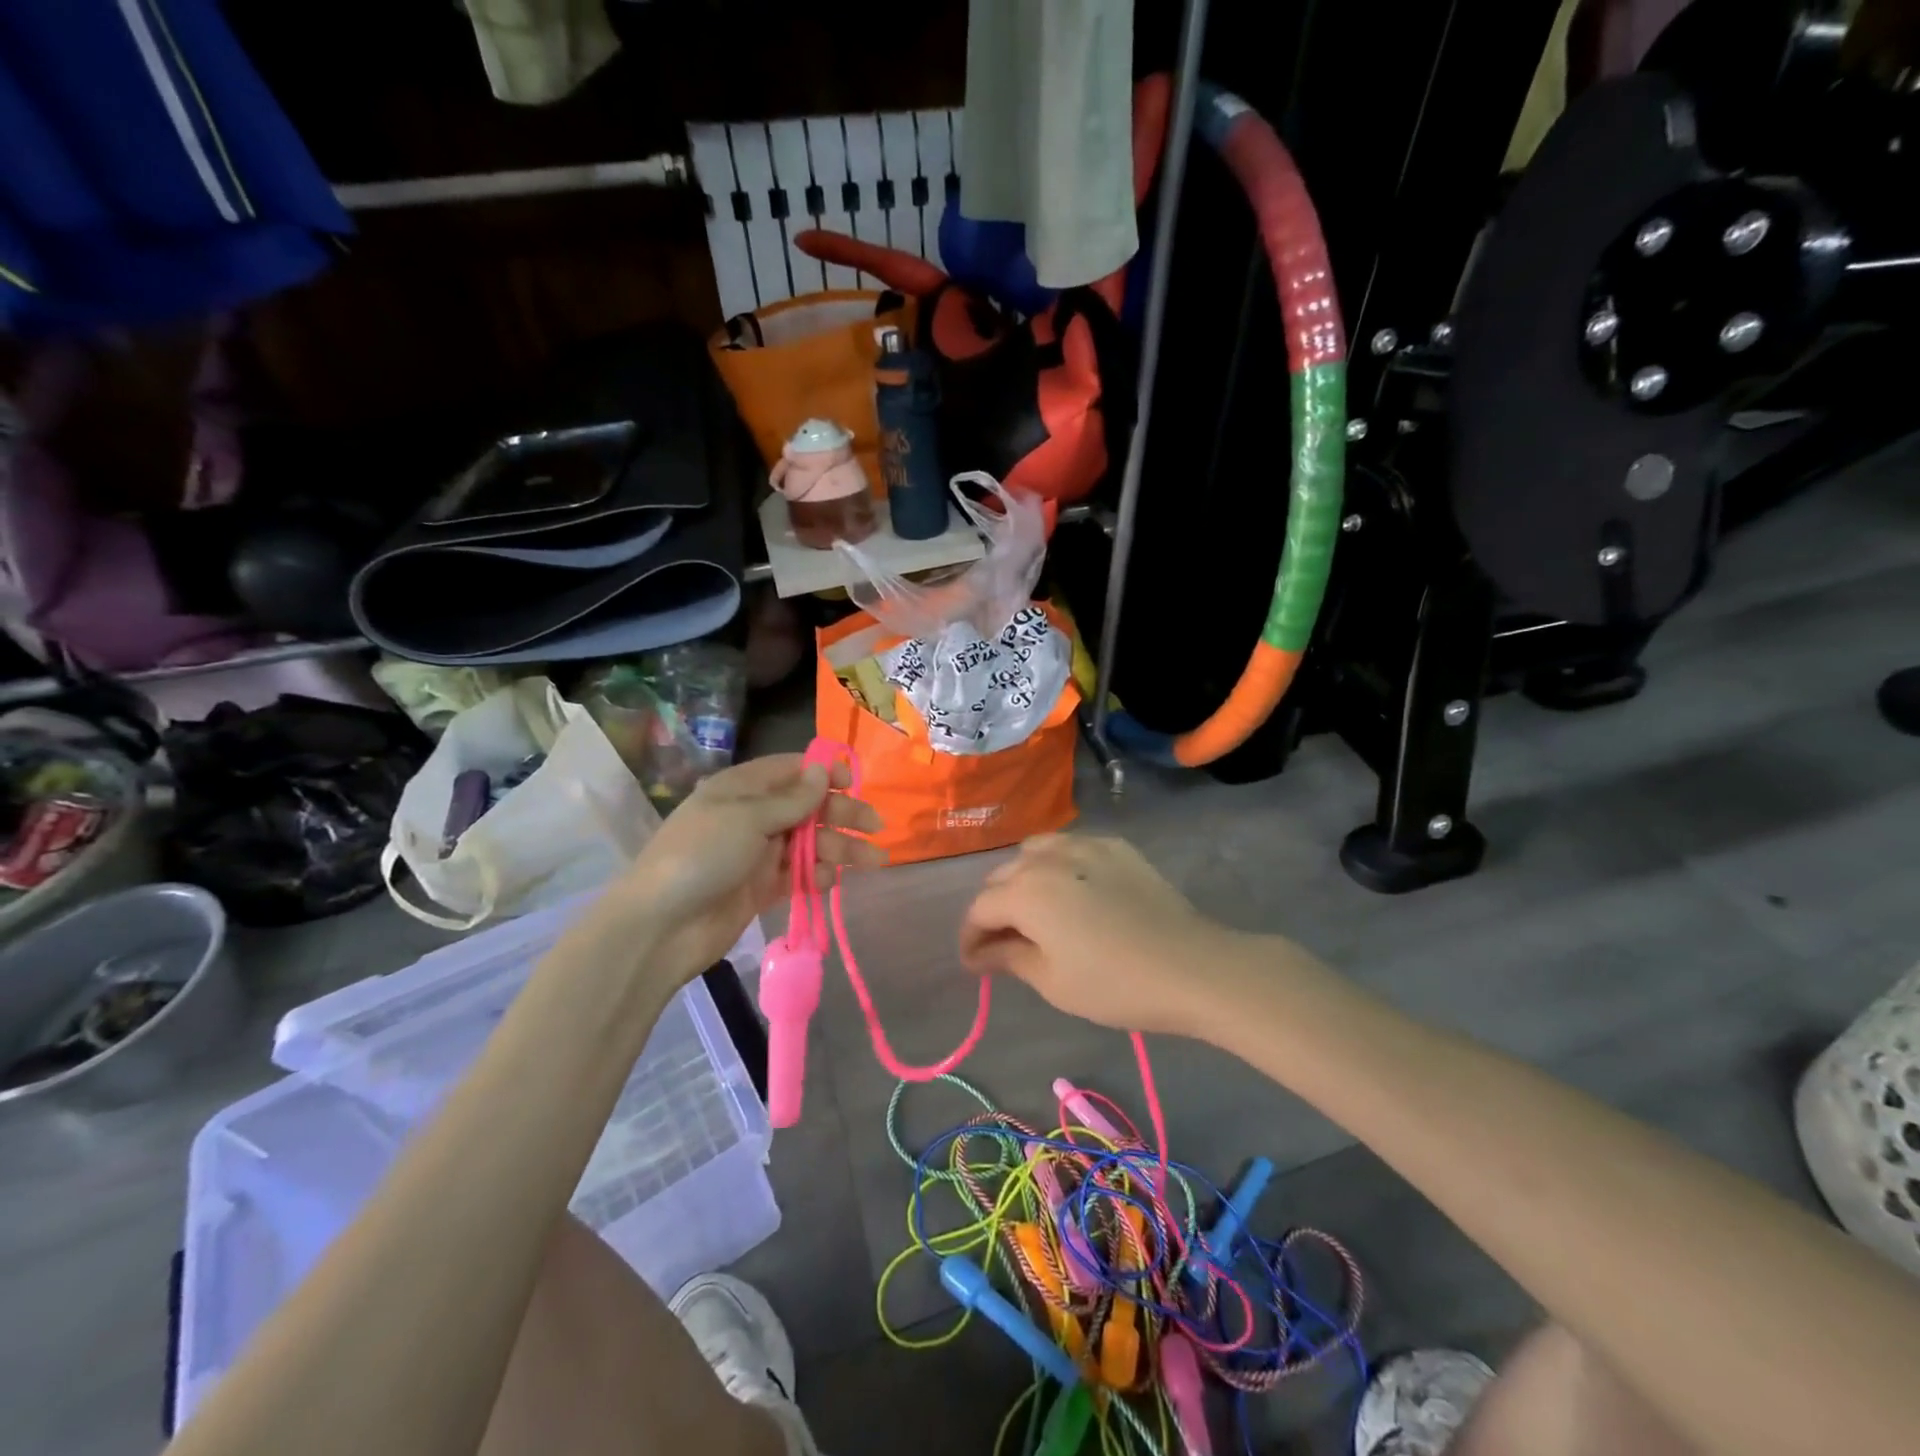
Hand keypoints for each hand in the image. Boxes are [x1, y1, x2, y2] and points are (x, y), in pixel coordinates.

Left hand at [589, 755, 883, 984]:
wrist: (660, 927)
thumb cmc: (702, 856)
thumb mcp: (747, 817)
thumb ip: (791, 799)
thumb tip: (822, 770)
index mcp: (742, 788)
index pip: (791, 770)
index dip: (824, 773)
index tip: (854, 783)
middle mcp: (752, 816)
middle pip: (807, 808)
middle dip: (842, 815)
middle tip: (876, 827)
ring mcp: (757, 854)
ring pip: (808, 843)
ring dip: (840, 848)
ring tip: (874, 861)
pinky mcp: (760, 888)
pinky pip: (798, 876)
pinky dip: (817, 876)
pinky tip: (831, 883)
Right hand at [959, 834, 1245, 1036]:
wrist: (1191, 966)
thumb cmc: (1115, 984)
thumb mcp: (1053, 981)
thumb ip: (1009, 958)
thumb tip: (979, 953)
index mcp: (1025, 892)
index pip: (980, 909)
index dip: (970, 937)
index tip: (974, 963)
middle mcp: (1047, 858)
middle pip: (1002, 876)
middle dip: (994, 908)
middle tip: (1002, 942)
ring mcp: (1085, 846)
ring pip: (1035, 852)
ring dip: (1023, 878)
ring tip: (1035, 908)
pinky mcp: (1116, 847)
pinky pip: (1072, 847)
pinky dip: (1060, 865)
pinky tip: (1074, 890)